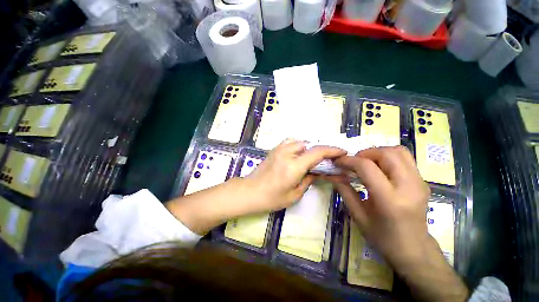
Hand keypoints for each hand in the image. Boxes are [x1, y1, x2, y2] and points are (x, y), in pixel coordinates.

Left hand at [166, 139, 344, 234]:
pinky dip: (298, 146)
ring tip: (310, 159)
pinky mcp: (273, 150)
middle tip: (324, 161)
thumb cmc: (272, 198)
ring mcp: (279, 149)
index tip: (342, 152)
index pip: (317, 152)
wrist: (250, 192)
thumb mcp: (295, 194)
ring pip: (299, 141)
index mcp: (294, 166)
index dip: (332, 150)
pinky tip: (297, 155)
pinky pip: (289, 142)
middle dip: (319, 151)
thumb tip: (317, 172)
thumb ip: (308, 180)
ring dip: (308, 148)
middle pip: (309, 145)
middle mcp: (287, 153)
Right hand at [327, 146, 430, 268]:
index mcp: (390, 200)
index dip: (349, 161)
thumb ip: (344, 190)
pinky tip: (379, 169)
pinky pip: (405, 158)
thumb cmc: (382, 237)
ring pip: (398, 151)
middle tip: (353, 163)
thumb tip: (333, 174)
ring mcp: (419, 182)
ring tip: (366, 163)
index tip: (338, 162)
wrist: (413, 249)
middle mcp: (409, 187)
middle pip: (386, 154)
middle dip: (365, 153)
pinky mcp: (422, 181)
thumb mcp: (358, 215)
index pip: (367, 167)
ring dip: (378, 153)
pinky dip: (388, 157)